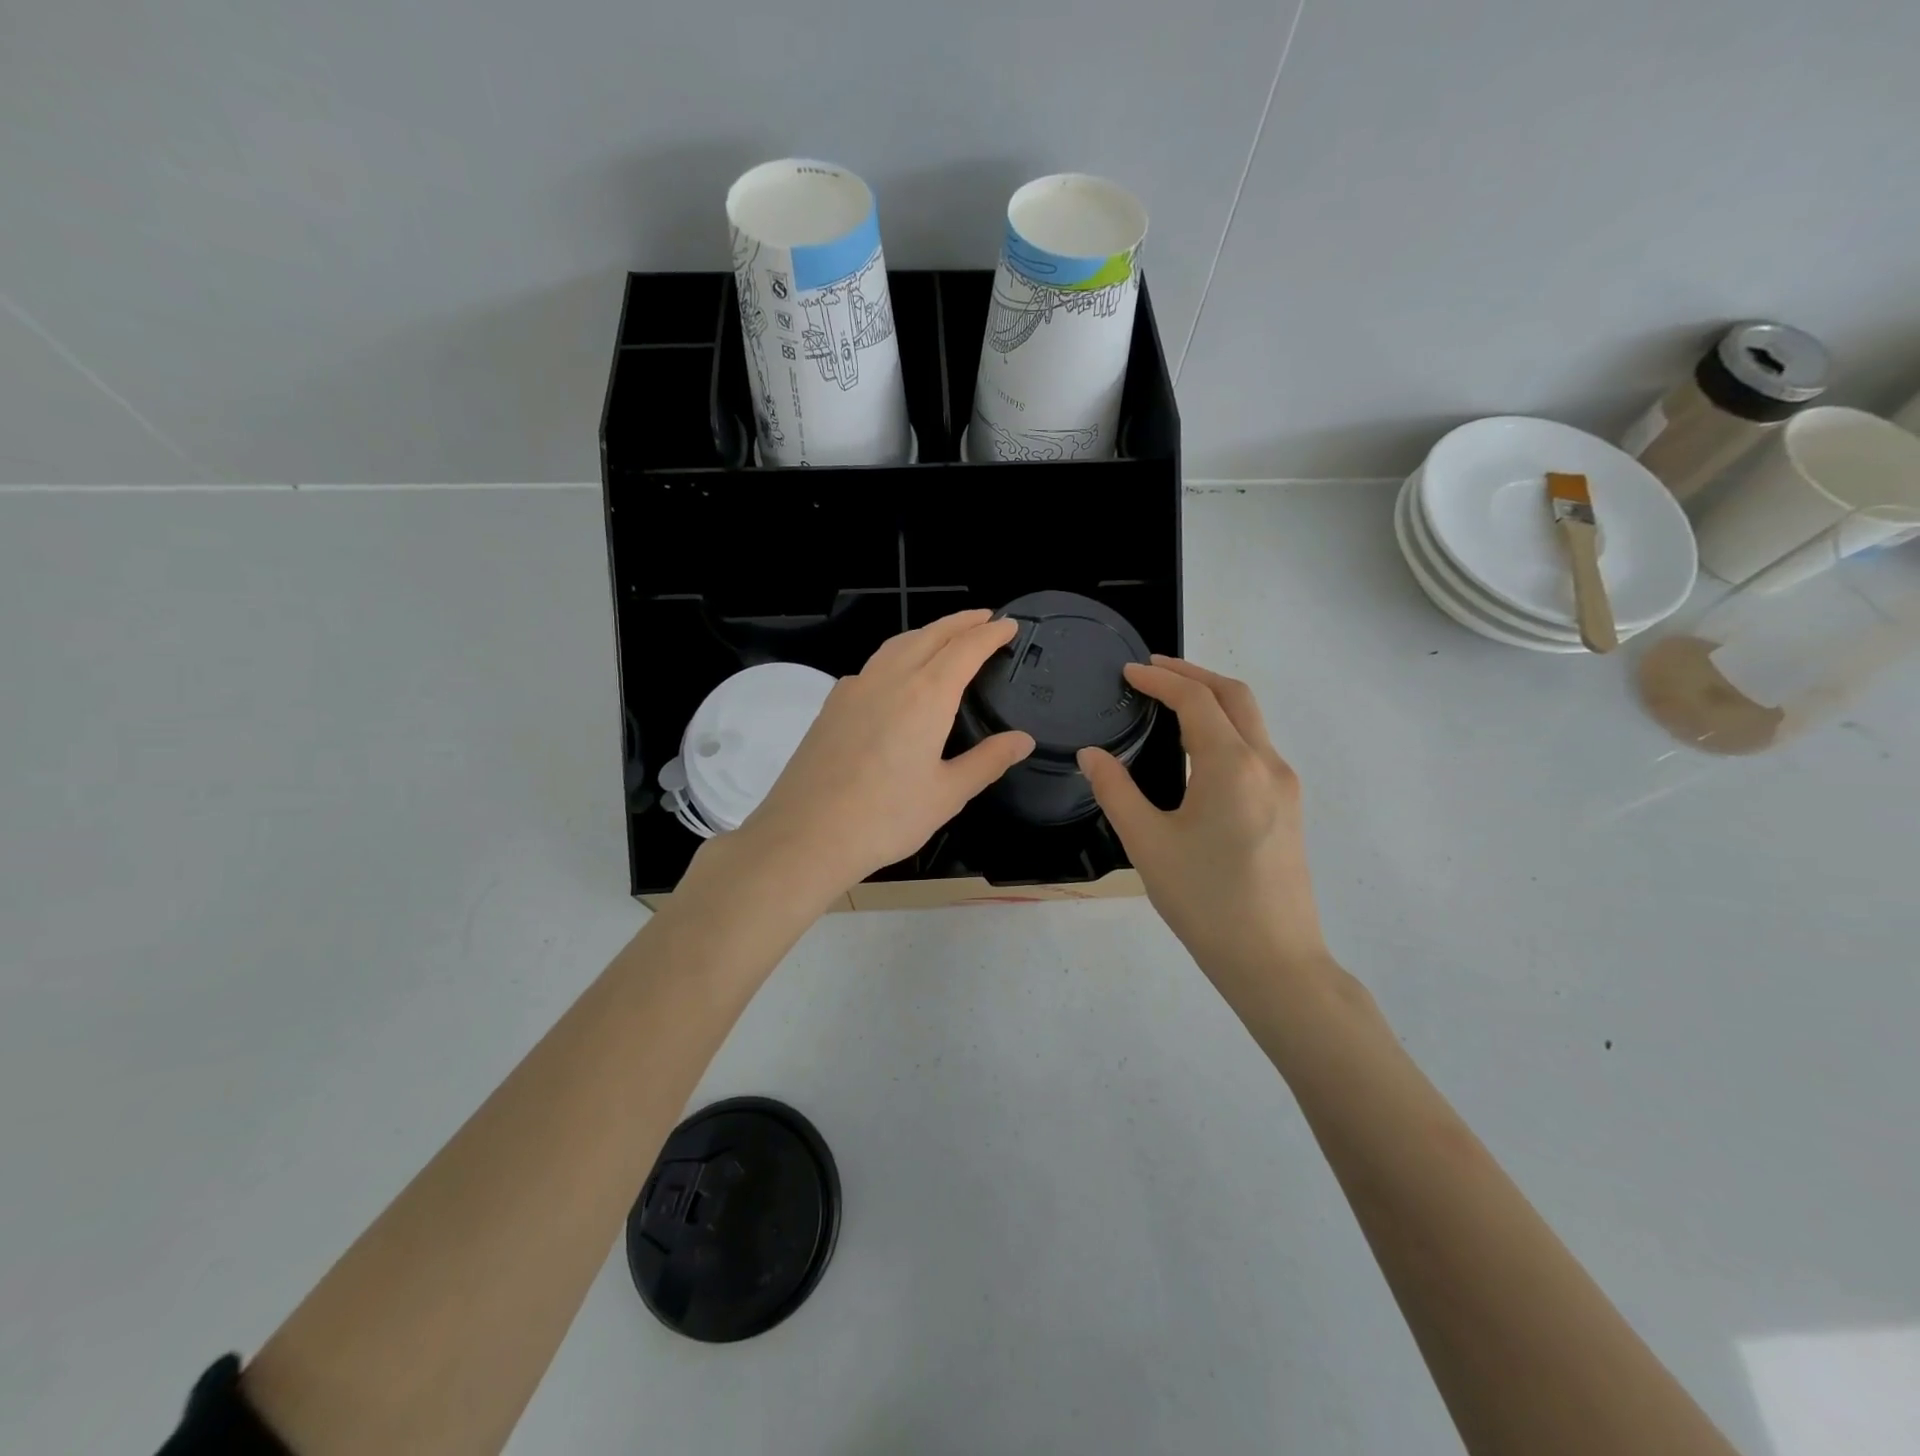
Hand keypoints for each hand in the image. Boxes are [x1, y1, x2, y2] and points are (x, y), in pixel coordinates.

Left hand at [733, 610, 1034, 896]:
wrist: (805, 834)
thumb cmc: (885, 818)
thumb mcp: (948, 794)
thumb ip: (987, 761)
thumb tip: (1023, 740)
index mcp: (926, 695)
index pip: (965, 648)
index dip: (990, 633)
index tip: (1009, 625)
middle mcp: (890, 679)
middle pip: (930, 635)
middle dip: (961, 622)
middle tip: (985, 618)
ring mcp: (855, 688)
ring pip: (897, 644)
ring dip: (927, 633)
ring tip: (946, 636)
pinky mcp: (832, 705)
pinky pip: (872, 666)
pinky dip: (896, 655)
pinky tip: (897, 676)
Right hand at [1079, 657, 1327, 987]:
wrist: (1274, 960)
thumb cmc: (1204, 900)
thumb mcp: (1147, 843)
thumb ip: (1115, 790)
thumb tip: (1091, 754)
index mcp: (1232, 764)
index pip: (1195, 700)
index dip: (1160, 679)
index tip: (1128, 672)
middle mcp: (1267, 763)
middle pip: (1234, 696)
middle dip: (1193, 674)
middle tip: (1152, 672)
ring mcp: (1285, 786)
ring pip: (1251, 720)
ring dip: (1212, 700)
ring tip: (1170, 704)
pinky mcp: (1289, 808)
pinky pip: (1256, 748)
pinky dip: (1226, 729)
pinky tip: (1198, 752)